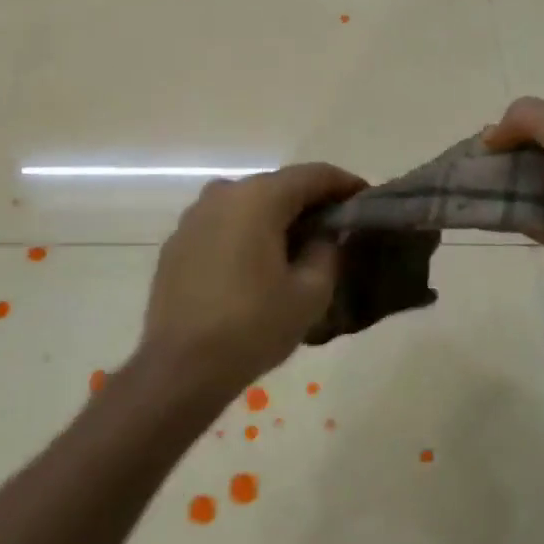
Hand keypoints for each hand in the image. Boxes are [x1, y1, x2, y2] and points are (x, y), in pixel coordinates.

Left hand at [131, 162, 365, 406]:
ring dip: (276, 218)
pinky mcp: (177, 242)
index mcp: (258, 198)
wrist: (180, 367)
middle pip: (278, 186)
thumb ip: (327, 251)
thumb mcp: (310, 293)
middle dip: (310, 202)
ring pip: (248, 205)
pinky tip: (257, 264)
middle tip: (336, 227)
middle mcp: (223, 194)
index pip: (313, 175)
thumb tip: (326, 234)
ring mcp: (194, 217)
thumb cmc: (253, 326)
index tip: (366, 199)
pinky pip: (223, 226)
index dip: (344, 184)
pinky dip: (246, 234)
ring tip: (298, 246)